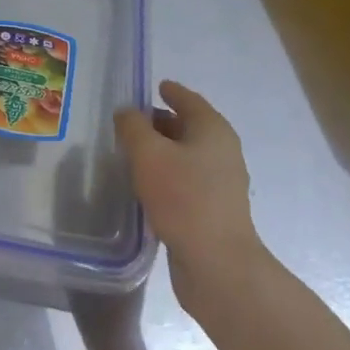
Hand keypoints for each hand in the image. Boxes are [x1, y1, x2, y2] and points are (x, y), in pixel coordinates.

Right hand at [114, 80, 262, 309]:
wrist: (216, 263)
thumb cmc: (183, 198)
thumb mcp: (148, 154)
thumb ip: (133, 127)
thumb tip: (127, 113)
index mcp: (213, 130)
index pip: (189, 100)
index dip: (171, 91)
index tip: (155, 86)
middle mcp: (222, 152)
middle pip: (188, 127)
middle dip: (161, 122)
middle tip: (130, 122)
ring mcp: (220, 183)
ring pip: (186, 155)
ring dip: (161, 151)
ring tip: (131, 152)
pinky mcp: (212, 210)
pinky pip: (185, 180)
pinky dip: (166, 174)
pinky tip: (144, 184)